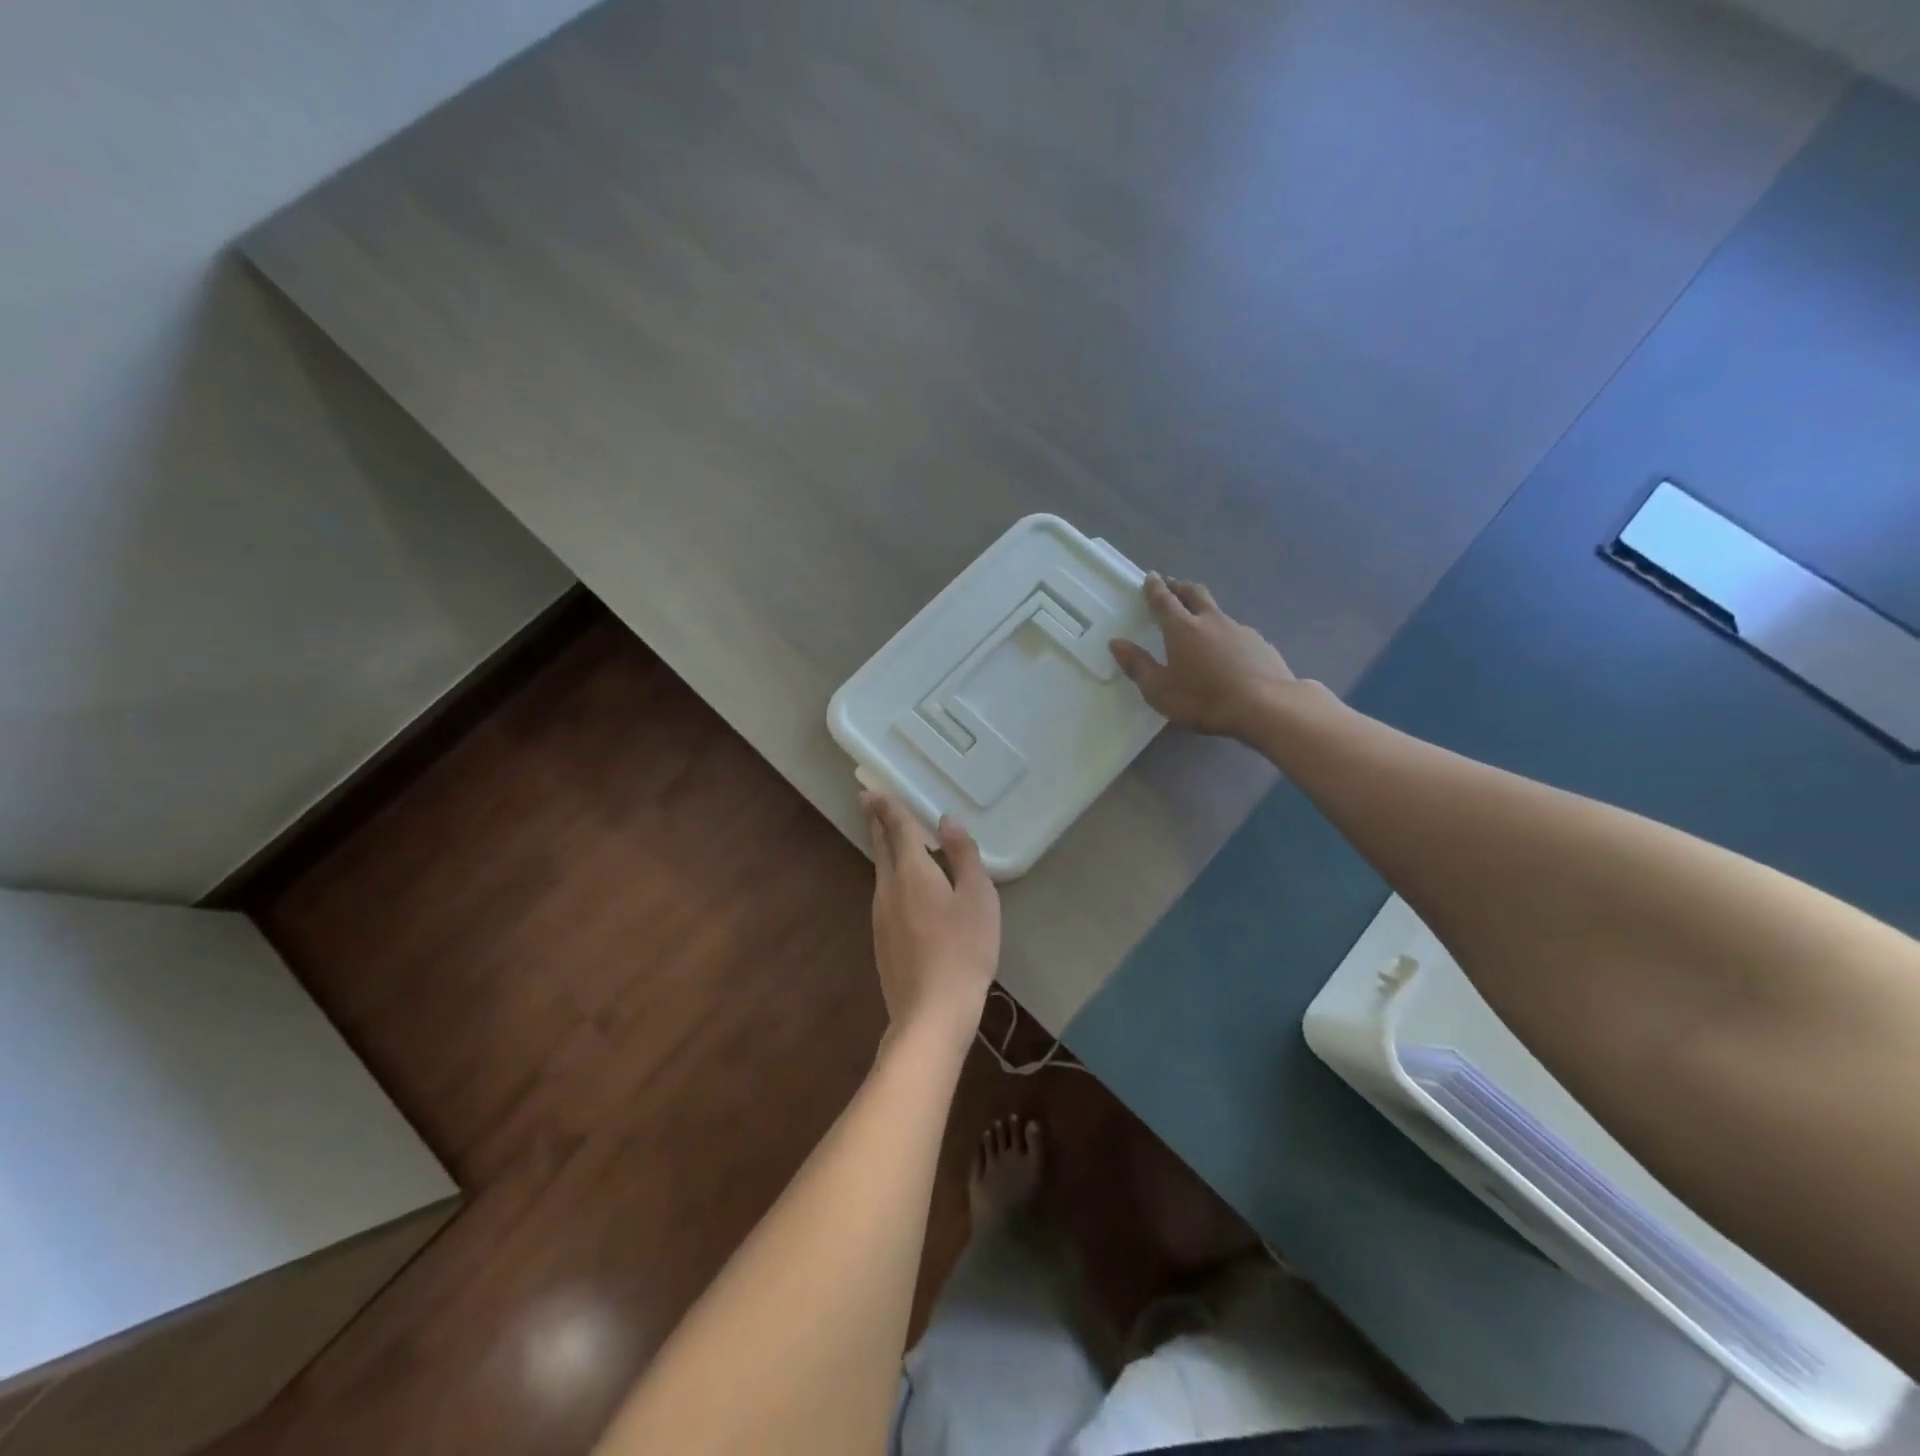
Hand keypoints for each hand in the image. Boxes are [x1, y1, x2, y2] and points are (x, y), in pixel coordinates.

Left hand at [864, 792, 999, 1046]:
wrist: (931, 1012)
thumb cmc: (963, 949)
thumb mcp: (977, 897)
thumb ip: (963, 855)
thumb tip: (948, 821)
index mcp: (911, 872)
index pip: (896, 829)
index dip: (887, 807)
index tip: (872, 790)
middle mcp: (888, 888)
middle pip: (881, 847)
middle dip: (876, 822)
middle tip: (869, 802)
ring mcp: (881, 916)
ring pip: (881, 871)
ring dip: (883, 848)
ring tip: (889, 835)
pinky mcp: (882, 939)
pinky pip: (885, 893)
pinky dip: (891, 875)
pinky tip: (903, 885)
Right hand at [1109, 574, 1296, 739]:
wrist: (1267, 707)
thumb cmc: (1205, 699)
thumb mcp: (1160, 690)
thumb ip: (1137, 665)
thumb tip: (1116, 643)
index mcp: (1182, 628)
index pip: (1164, 600)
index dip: (1155, 588)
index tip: (1151, 577)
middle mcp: (1211, 621)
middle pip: (1194, 593)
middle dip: (1180, 587)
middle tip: (1171, 585)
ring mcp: (1240, 629)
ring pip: (1217, 612)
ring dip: (1204, 611)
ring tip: (1199, 623)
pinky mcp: (1261, 644)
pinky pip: (1237, 632)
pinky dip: (1225, 634)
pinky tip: (1227, 652)